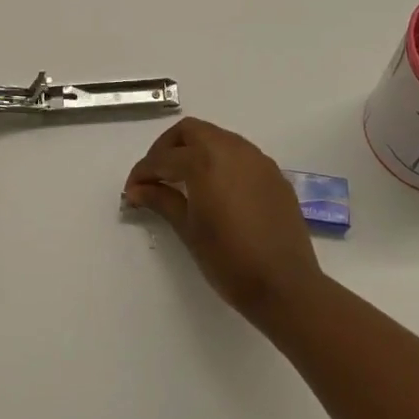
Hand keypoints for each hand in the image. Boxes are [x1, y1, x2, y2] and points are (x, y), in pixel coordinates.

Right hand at [122, 116, 322, 321]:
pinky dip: (220, 161)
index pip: (164, 158)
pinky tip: (216, 189)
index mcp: (205, 160)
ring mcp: (257, 159)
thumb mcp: (188, 230)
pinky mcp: (274, 174)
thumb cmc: (229, 260)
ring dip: (195, 150)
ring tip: (183, 180)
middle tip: (156, 176)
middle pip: (191, 131)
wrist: (286, 286)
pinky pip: (240, 154)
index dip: (143, 172)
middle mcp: (232, 149)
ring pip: (218, 138)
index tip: (131, 190)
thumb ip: (162, 200)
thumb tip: (137, 189)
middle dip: (168, 148)